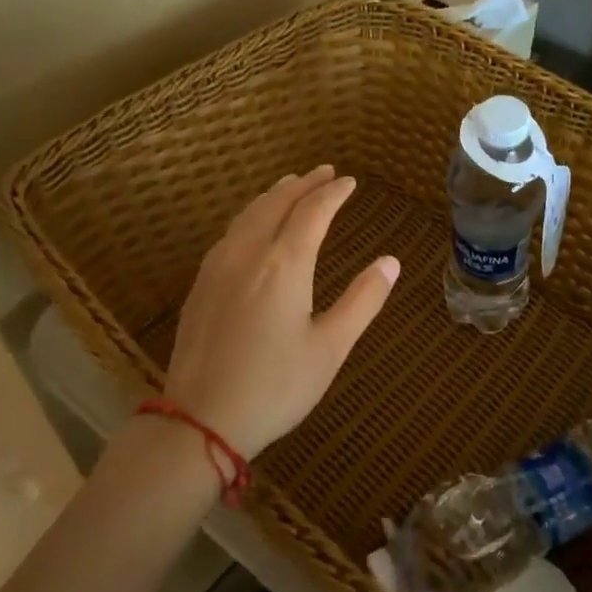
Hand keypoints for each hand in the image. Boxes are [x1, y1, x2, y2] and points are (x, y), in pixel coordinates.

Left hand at [162, 166, 399, 458]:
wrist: (200, 419)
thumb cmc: (276, 387)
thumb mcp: (330, 348)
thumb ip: (362, 300)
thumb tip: (391, 261)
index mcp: (284, 265)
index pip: (312, 212)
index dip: (333, 193)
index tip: (349, 182)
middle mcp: (248, 253)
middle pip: (276, 203)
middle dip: (303, 184)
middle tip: (324, 172)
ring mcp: (217, 267)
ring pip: (248, 214)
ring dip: (274, 195)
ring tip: (290, 186)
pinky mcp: (200, 285)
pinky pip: (230, 232)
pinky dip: (251, 215)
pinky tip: (253, 226)